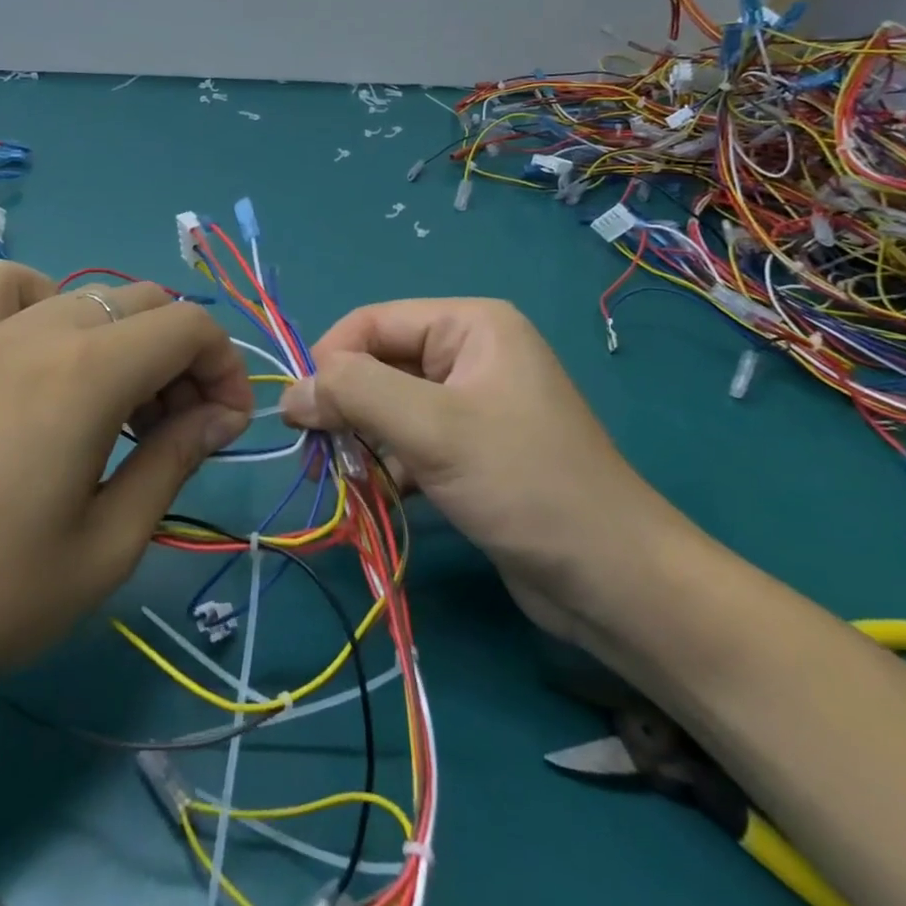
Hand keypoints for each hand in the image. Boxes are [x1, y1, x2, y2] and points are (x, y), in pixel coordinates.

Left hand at [0, 263, 251, 754]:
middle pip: (145, 304)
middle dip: (184, 359)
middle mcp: (42, 331)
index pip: (189, 327)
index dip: (226, 368)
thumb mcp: (108, 545)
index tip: (226, 431)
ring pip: (89, 296)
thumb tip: (219, 416)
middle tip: (179, 433)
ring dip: (127, 338)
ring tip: (120, 408)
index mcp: (88, 372)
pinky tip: (45, 361)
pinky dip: (47, 304)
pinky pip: (8, 291)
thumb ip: (173, 461)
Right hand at [278, 298, 695, 639]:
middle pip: (379, 364)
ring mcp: (472, 404)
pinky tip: (379, 497)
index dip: (330, 361)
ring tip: (351, 482)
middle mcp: (470, 354)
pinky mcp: (471, 451)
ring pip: (389, 406)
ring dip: (362, 441)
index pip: (372, 323)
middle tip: (322, 455)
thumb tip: (289, 392)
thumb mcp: (432, 428)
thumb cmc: (524, 484)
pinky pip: (409, 442)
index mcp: (470, 325)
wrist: (615, 582)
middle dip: (346, 407)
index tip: (302, 415)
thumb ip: (354, 394)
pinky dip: (387, 465)